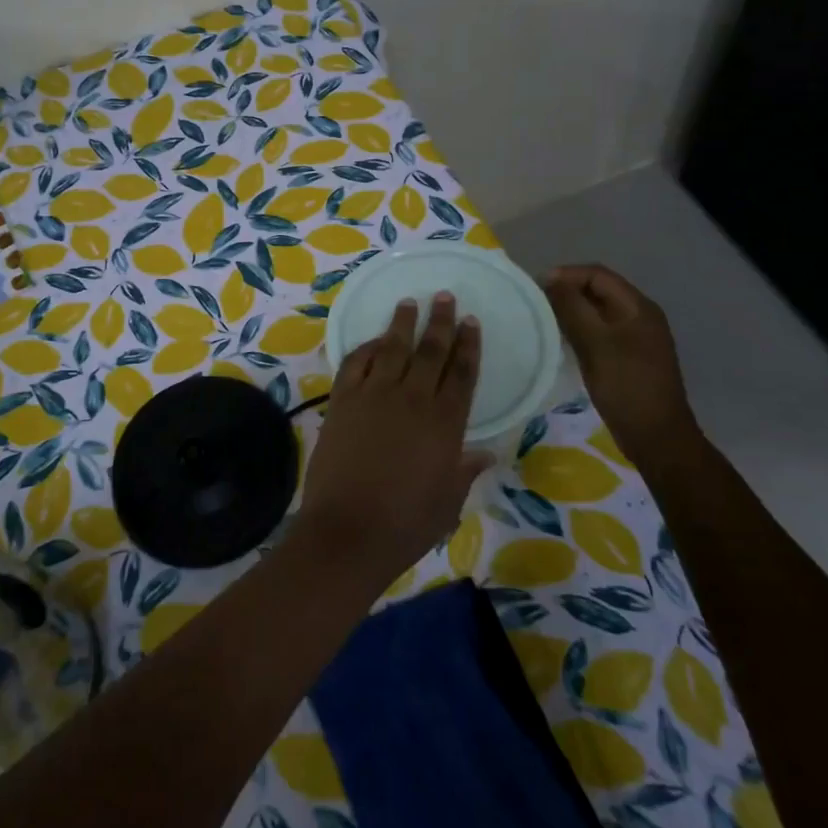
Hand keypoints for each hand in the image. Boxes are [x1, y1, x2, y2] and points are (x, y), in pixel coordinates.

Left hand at [300, 294, 486, 585]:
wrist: (347, 531)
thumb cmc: (405, 524)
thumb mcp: (447, 503)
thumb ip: (465, 472)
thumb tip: (486, 453)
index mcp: (445, 424)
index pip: (462, 373)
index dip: (468, 345)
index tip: (471, 321)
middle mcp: (412, 400)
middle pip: (430, 351)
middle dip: (439, 322)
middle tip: (444, 296)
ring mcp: (373, 396)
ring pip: (392, 349)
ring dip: (402, 323)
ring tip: (409, 302)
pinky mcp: (342, 401)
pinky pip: (355, 363)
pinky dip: (366, 348)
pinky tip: (374, 341)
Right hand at [544, 264, 696, 460]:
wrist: (656, 436)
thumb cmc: (626, 385)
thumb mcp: (595, 343)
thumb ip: (572, 308)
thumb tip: (551, 280)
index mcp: (638, 307)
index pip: (598, 275)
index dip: (566, 275)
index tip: (536, 287)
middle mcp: (640, 316)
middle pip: (599, 290)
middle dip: (567, 291)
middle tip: (536, 303)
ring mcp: (637, 338)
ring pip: (598, 312)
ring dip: (572, 310)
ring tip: (544, 320)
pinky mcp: (629, 357)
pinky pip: (600, 331)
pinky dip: (580, 329)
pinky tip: (562, 341)